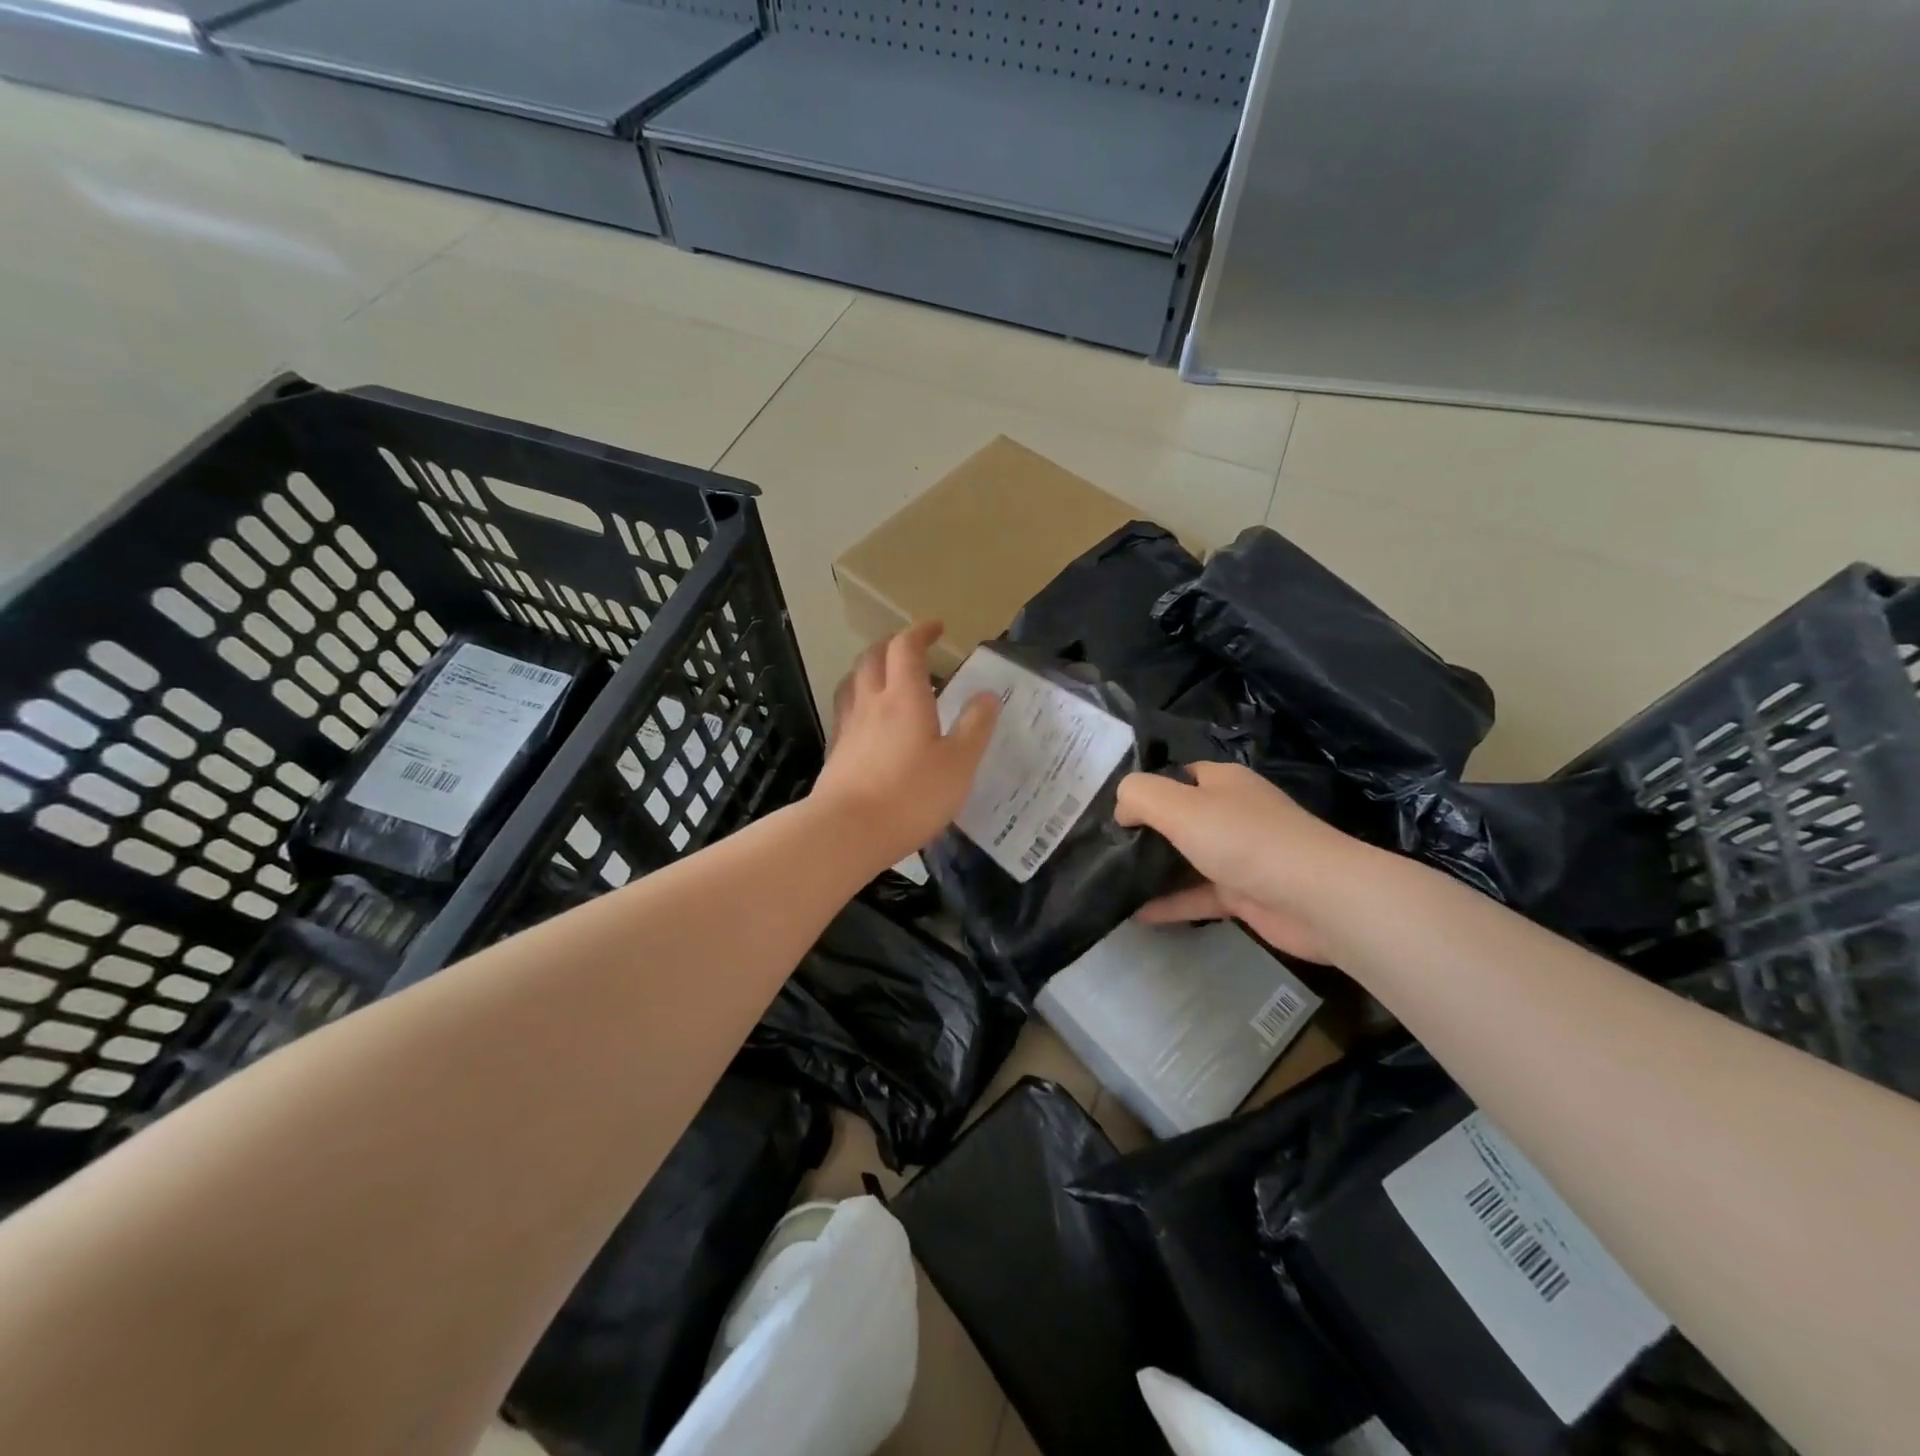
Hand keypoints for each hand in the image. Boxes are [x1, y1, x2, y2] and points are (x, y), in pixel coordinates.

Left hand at [812, 622, 999, 865]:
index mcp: (904, 697)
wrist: (847, 832)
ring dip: (870, 669)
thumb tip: (987, 695)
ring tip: (886, 677)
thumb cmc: (911, 796)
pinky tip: (869, 721)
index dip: (920, 632)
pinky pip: (847, 711)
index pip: (906, 648)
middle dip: (892, 645)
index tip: (936, 628)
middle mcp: (871, 703)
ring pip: (854, 682)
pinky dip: (860, 701)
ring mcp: (849, 727)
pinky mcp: (837, 752)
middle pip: (873, 657)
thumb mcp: (959, 764)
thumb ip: (975, 727)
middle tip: (912, 649)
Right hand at [1115, 761, 1381, 962]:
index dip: (1143, 792)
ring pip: (1186, 859)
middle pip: (1178, 819)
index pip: (1174, 777)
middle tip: (1104, 851)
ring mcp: (1239, 856)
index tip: (1110, 816)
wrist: (1315, 897)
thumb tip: (1121, 809)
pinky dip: (1170, 904)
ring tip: (1111, 883)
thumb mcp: (1178, 805)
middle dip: (1144, 833)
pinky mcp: (1244, 894)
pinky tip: (1136, 915)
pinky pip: (1197, 895)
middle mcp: (1230, 813)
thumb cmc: (1243, 840)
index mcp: (1220, 782)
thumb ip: (1139, 796)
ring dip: (1154, 871)